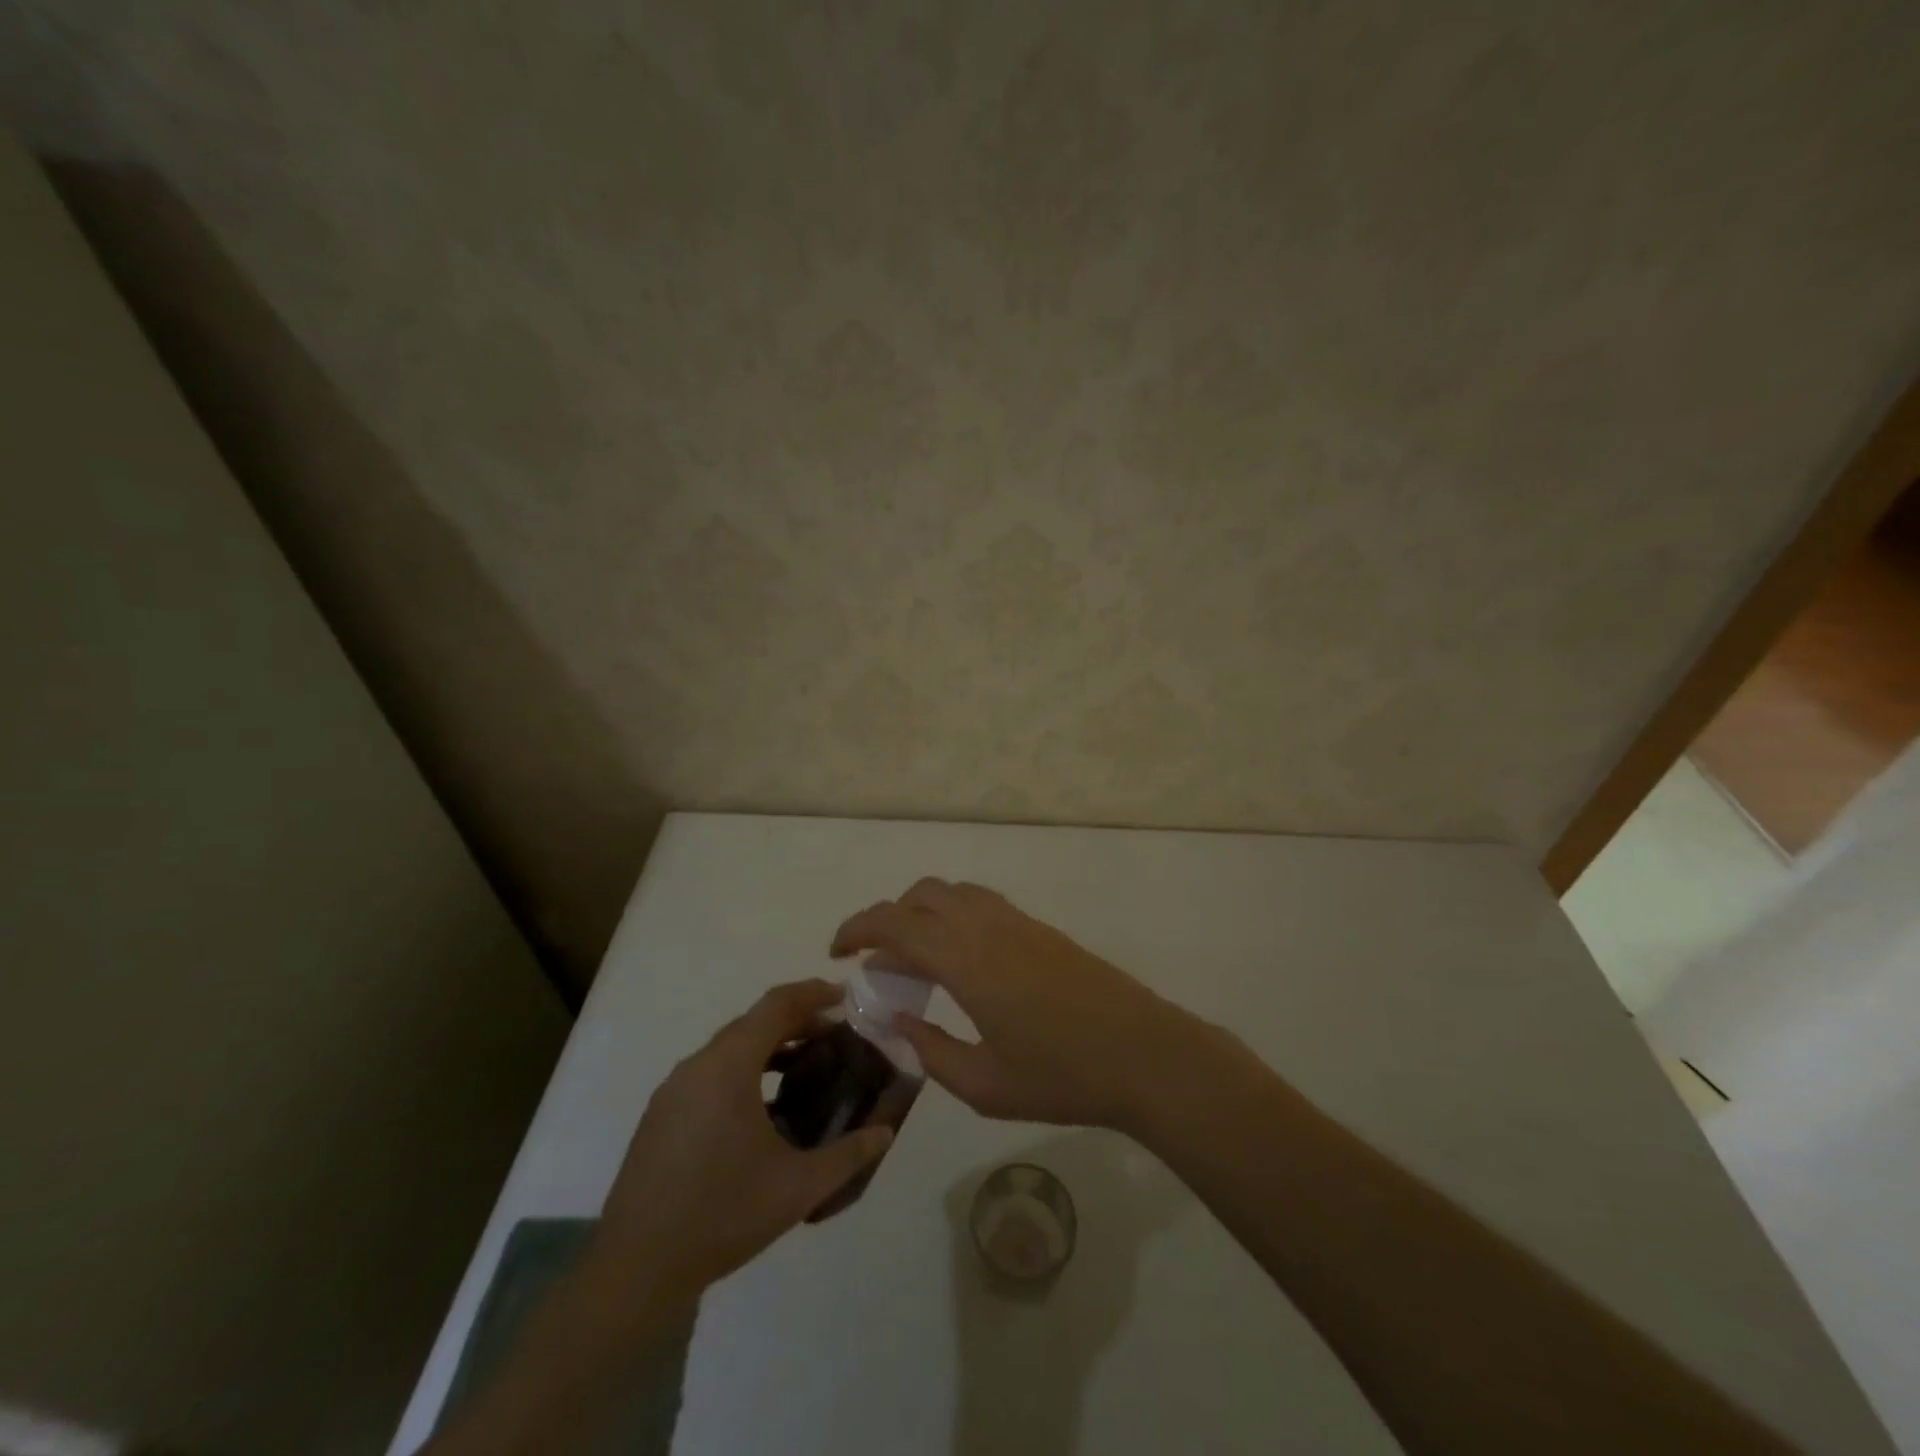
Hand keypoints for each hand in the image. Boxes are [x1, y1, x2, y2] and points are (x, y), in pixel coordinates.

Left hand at [588, 980, 893, 1311]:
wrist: (634, 1269)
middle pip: (754, 1022)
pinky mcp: (661, 1114)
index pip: (777, 1005)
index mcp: (729, 1065)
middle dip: (797, 1021)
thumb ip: (848, 1155)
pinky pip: (711, 1072)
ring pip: (730, 1048)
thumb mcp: (798, 1187)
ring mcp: (674, 1089)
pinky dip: (744, 1070)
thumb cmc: (722, 1215)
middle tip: (835, 1036)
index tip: (846, 998)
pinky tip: (764, 1108)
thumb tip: (884, 1133)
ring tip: (805, 1067)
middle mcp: (698, 1064)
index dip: (813, 994)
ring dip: (769, 1047)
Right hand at [830, 880, 1206, 1132]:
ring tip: (915, 961)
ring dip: (922, 913)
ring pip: (953, 892)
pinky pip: (981, 903)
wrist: (1145, 1054)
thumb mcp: (983, 1083)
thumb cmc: (1062, 1076)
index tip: (836, 952)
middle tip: (875, 962)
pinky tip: (959, 962)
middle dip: (887, 919)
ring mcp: (1016, 922)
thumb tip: (896, 1023)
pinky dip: (953, 916)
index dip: (857, 929)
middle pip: (921, 895)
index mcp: (965, 958)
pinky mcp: (1039, 929)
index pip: (894, 923)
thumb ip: (930, 1050)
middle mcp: (986, 925)